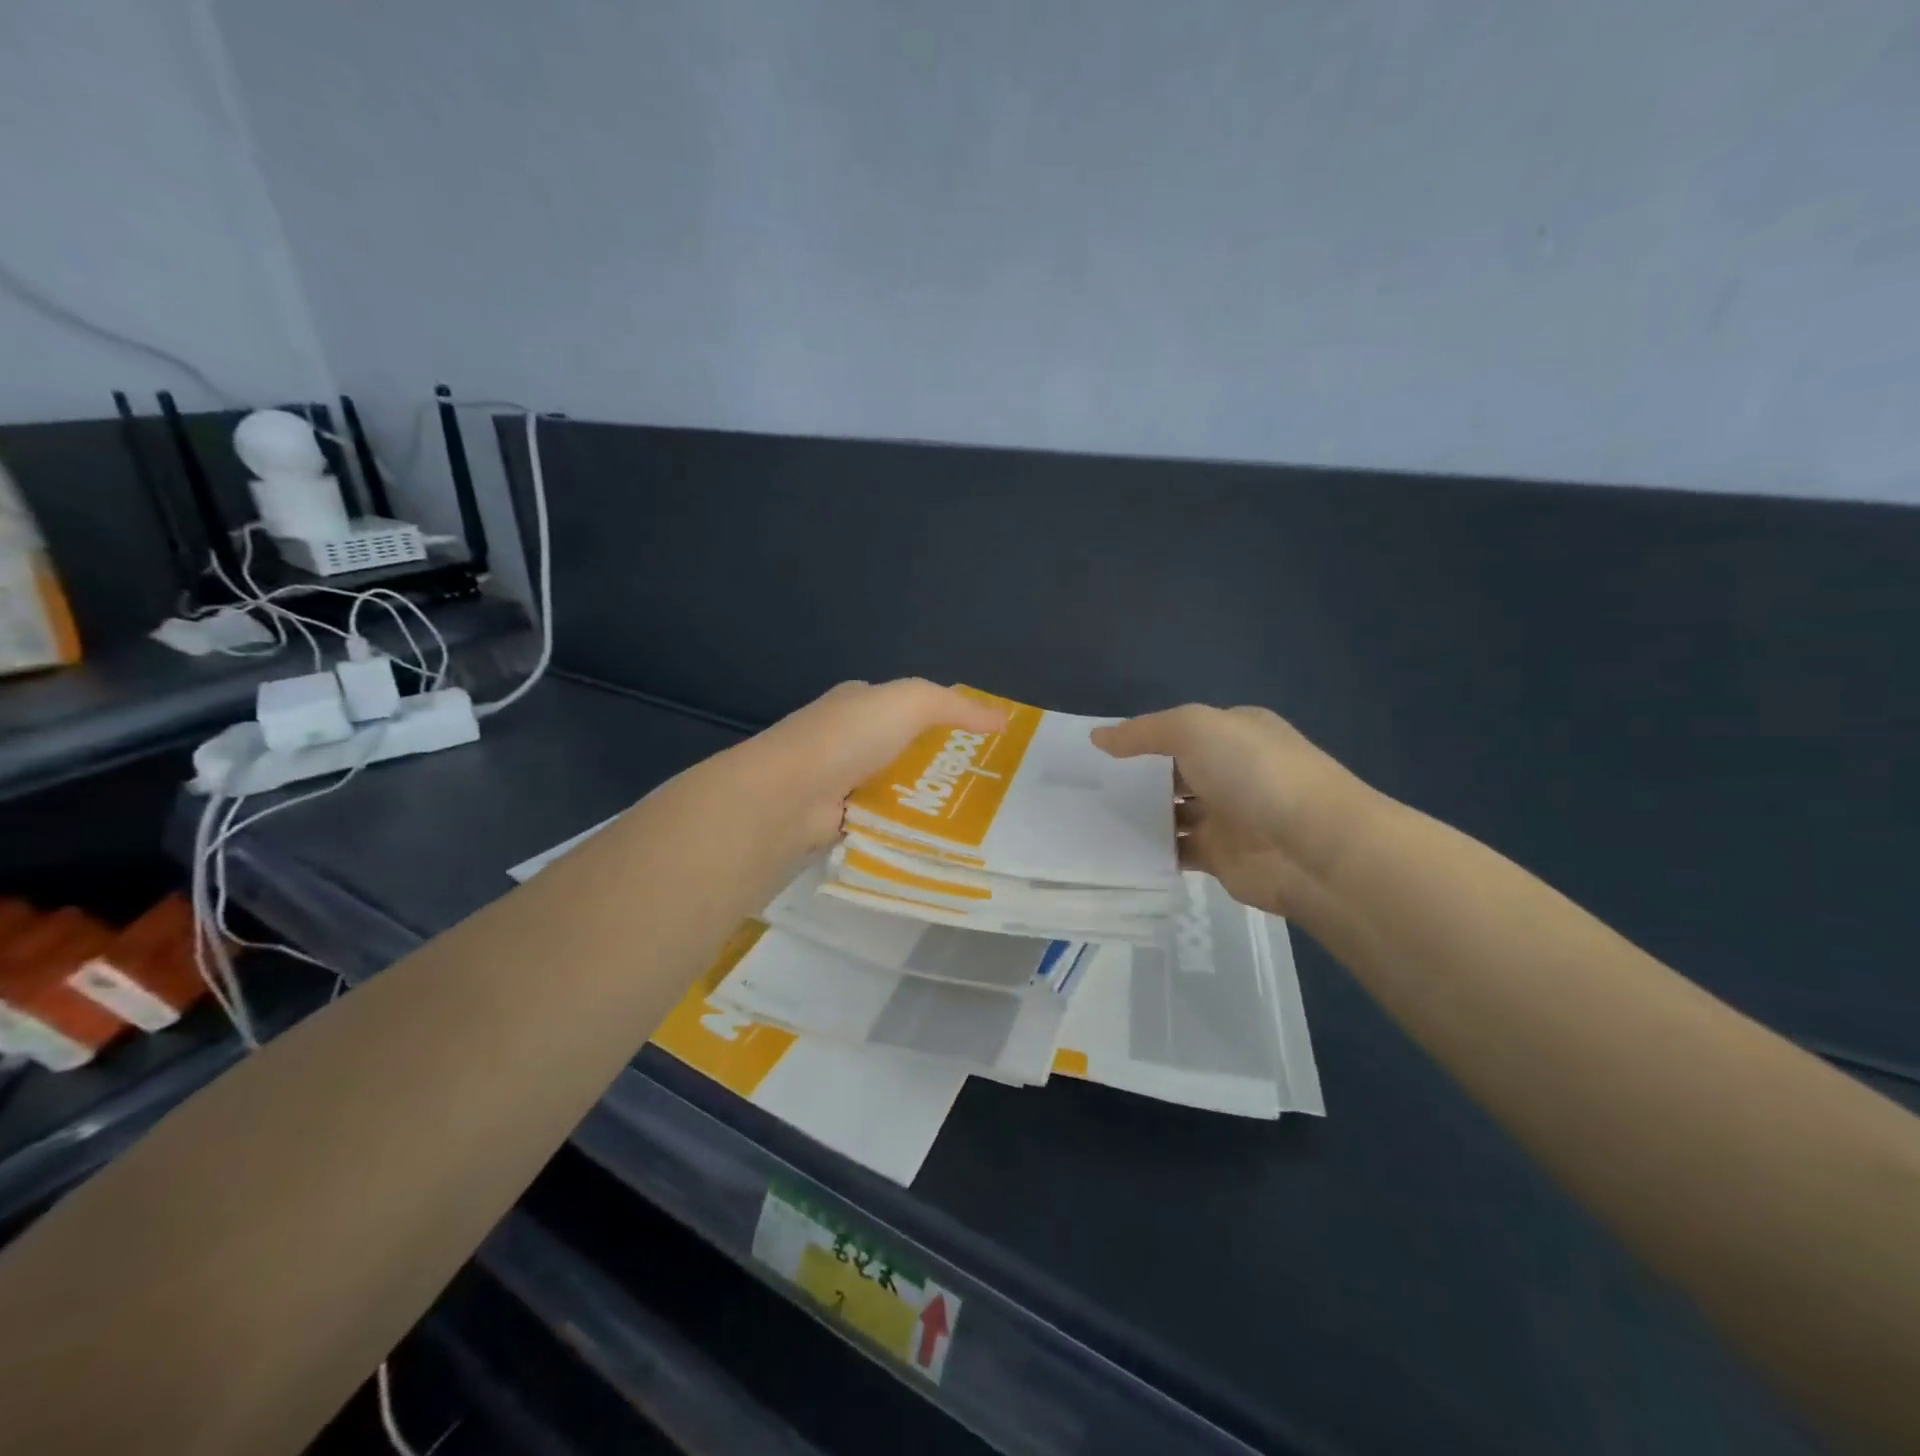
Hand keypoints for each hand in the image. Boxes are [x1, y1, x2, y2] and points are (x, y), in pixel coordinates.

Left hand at [745, 679, 1006, 848]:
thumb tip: (1003, 718)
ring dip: (924, 800)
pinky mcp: (838, 818)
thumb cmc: (850, 737)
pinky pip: (882, 820)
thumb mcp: (911, 702)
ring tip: (973, 820)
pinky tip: (935, 840)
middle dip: (938, 766)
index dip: (945, 720)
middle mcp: (848, 738)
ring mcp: (840, 780)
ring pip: (895, 788)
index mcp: (860, 703)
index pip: (908, 706)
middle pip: (904, 750)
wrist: (790, 794)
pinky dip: (903, 828)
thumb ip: (956, 707)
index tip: (982, 743)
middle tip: (985, 788)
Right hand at [1093, 705, 1383, 918]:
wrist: (1312, 847)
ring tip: (1091, 820)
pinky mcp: (1221, 857)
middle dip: (1136, 779)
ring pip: (1172, 813)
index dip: (1142, 739)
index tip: (1099, 753)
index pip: (1180, 732)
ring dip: (1140, 817)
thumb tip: (1098, 738)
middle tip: (1086, 788)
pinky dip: (1152, 851)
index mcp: (1235, 733)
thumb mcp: (1194, 729)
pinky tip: (1117, 850)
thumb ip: (1144, 732)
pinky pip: (1177, 851)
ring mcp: (1227, 816)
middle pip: (1174, 773)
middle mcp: (1232, 771)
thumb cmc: (1254, 773)